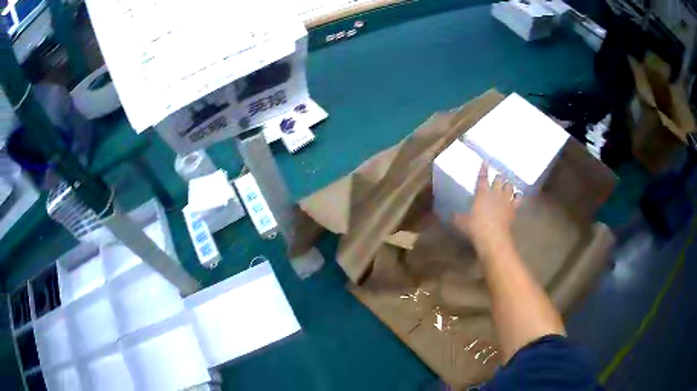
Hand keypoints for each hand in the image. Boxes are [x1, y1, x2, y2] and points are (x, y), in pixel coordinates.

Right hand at [452, 162, 520, 258]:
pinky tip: (517, 196)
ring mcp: (505, 200)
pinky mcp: (513, 209)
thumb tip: (451, 216)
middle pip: (499, 179)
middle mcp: (495, 193)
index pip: (482, 177)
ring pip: (509, 186)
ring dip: (508, 184)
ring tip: (508, 184)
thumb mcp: (462, 223)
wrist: (493, 236)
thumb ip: (457, 218)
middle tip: (498, 176)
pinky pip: (518, 199)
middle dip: (499, 177)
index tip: (485, 162)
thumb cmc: (476, 227)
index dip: (484, 169)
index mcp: (482, 194)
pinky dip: (518, 196)